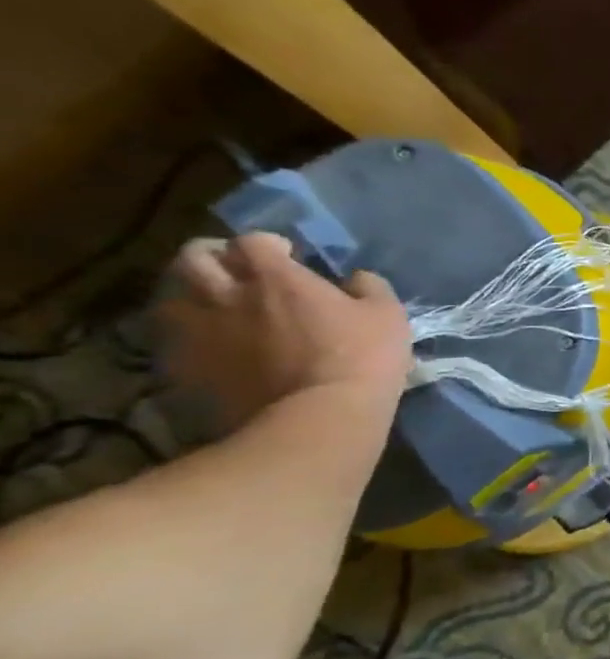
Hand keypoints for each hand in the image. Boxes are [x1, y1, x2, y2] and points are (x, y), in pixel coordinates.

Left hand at [159, 233, 412, 428]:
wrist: (318, 418)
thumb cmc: (362, 359)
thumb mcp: (388, 316)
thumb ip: (369, 288)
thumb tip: (356, 278)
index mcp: (275, 277)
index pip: (253, 241)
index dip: (268, 245)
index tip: (287, 256)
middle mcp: (226, 293)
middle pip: (194, 257)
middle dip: (214, 257)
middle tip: (237, 271)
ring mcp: (198, 331)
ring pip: (173, 296)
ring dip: (194, 295)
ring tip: (218, 307)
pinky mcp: (186, 367)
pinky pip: (175, 339)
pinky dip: (190, 335)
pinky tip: (214, 346)